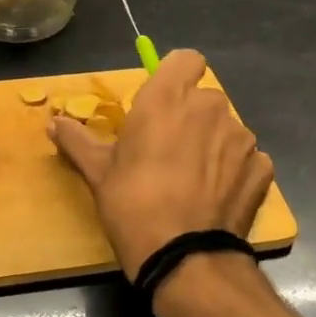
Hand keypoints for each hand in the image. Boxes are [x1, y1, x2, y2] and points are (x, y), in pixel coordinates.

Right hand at [51, 49, 273, 280]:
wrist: (184, 257)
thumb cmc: (132, 204)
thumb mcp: (97, 172)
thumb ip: (77, 139)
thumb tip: (53, 122)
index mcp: (167, 98)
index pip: (186, 59)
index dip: (176, 76)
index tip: (163, 102)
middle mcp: (209, 107)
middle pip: (204, 98)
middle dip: (191, 117)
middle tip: (169, 150)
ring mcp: (241, 137)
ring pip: (226, 128)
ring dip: (213, 144)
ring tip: (193, 180)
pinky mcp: (262, 167)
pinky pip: (246, 158)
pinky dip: (233, 171)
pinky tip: (216, 197)